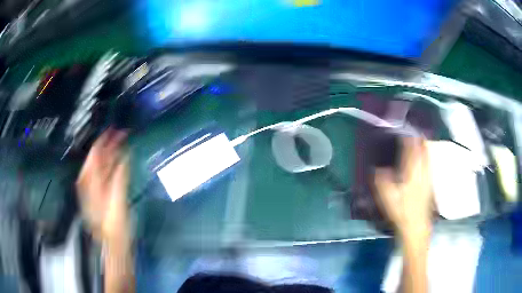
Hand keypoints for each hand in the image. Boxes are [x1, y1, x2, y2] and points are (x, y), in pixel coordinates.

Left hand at [76, 128, 129, 242]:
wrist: (113, 244)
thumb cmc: (114, 224)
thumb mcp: (116, 200)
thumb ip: (119, 176)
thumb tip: (124, 153)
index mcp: (89, 180)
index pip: (95, 152)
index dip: (105, 139)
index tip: (116, 129)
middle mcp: (89, 181)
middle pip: (98, 157)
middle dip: (110, 144)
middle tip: (123, 134)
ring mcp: (95, 187)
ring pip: (102, 165)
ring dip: (113, 153)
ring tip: (123, 143)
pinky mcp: (102, 193)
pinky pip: (106, 174)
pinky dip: (114, 165)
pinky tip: (120, 161)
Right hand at [374, 137, 432, 237]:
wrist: (417, 226)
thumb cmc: (401, 212)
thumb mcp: (387, 199)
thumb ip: (382, 182)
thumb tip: (377, 169)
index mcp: (411, 174)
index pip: (411, 152)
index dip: (408, 140)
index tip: (404, 132)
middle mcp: (421, 172)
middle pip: (422, 151)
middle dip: (418, 140)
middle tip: (414, 131)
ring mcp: (427, 177)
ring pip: (427, 156)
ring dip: (424, 146)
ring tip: (420, 138)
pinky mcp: (429, 183)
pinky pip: (429, 164)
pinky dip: (427, 156)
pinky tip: (426, 155)